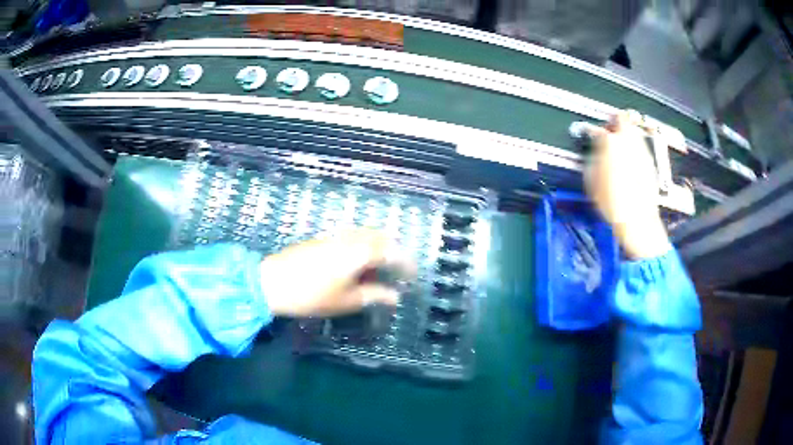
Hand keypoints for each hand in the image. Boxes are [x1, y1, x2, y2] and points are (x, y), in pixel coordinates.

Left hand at [259, 230, 415, 316]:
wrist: (272, 283)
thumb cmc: (313, 296)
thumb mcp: (346, 301)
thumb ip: (374, 296)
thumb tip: (394, 297)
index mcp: (359, 253)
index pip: (391, 253)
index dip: (405, 264)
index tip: (413, 276)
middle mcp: (349, 238)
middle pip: (379, 237)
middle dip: (393, 251)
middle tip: (399, 269)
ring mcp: (334, 236)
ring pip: (364, 234)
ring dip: (377, 247)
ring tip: (380, 267)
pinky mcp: (322, 239)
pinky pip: (350, 236)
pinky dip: (361, 246)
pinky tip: (357, 262)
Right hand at [584, 111, 671, 258]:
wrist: (637, 219)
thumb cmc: (614, 203)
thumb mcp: (592, 181)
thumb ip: (592, 160)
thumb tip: (593, 152)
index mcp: (610, 143)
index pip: (597, 130)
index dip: (591, 132)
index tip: (589, 136)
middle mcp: (628, 142)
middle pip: (621, 118)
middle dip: (614, 122)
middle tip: (609, 128)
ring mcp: (641, 151)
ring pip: (633, 129)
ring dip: (625, 132)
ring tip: (619, 143)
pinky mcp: (650, 162)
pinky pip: (640, 145)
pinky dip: (634, 146)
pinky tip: (629, 158)